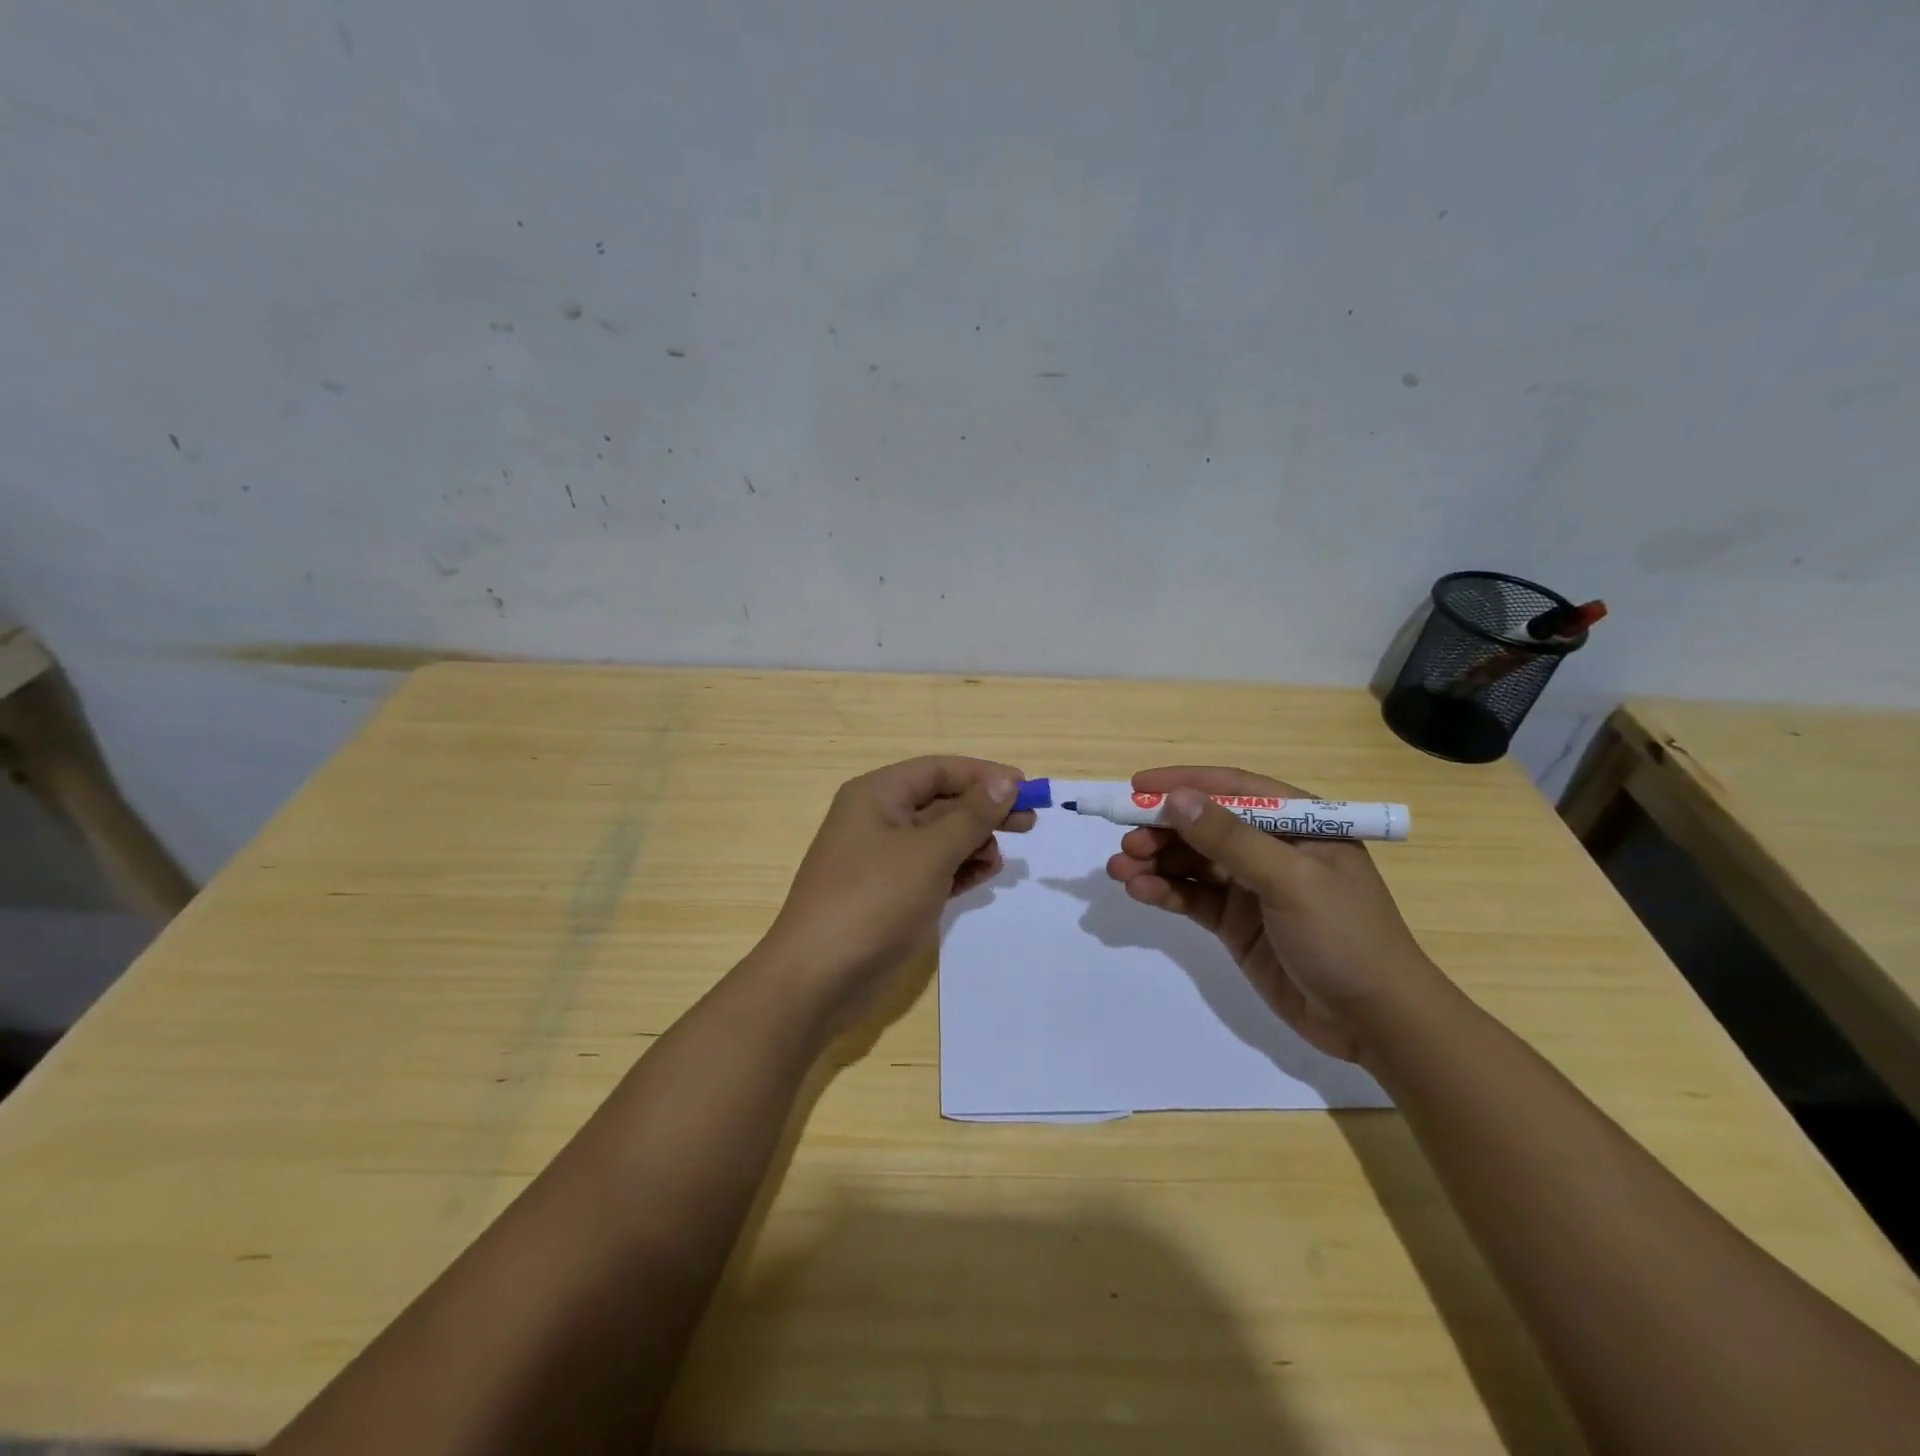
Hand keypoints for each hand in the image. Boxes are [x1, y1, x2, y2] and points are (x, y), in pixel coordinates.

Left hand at [759, 756, 1031, 1031]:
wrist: (818, 978)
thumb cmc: (873, 900)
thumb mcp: (929, 852)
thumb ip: (971, 815)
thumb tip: (1005, 782)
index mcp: (877, 795)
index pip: (939, 770)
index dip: (984, 775)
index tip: (1026, 789)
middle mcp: (877, 818)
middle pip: (941, 802)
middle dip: (984, 811)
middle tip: (1029, 824)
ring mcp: (882, 858)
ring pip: (939, 837)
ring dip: (972, 843)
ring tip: (996, 861)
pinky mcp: (889, 893)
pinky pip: (932, 868)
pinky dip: (958, 869)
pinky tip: (981, 877)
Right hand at [1106, 766, 1440, 1063]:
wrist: (1376, 1022)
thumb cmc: (1345, 937)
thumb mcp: (1290, 881)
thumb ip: (1230, 839)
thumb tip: (1176, 798)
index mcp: (1297, 824)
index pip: (1232, 789)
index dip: (1184, 783)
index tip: (1137, 787)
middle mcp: (1271, 848)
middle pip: (1204, 826)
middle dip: (1162, 830)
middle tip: (1126, 843)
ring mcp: (1251, 887)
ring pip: (1192, 861)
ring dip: (1155, 862)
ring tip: (1120, 870)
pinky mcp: (1236, 923)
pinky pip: (1192, 896)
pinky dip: (1164, 892)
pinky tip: (1139, 892)